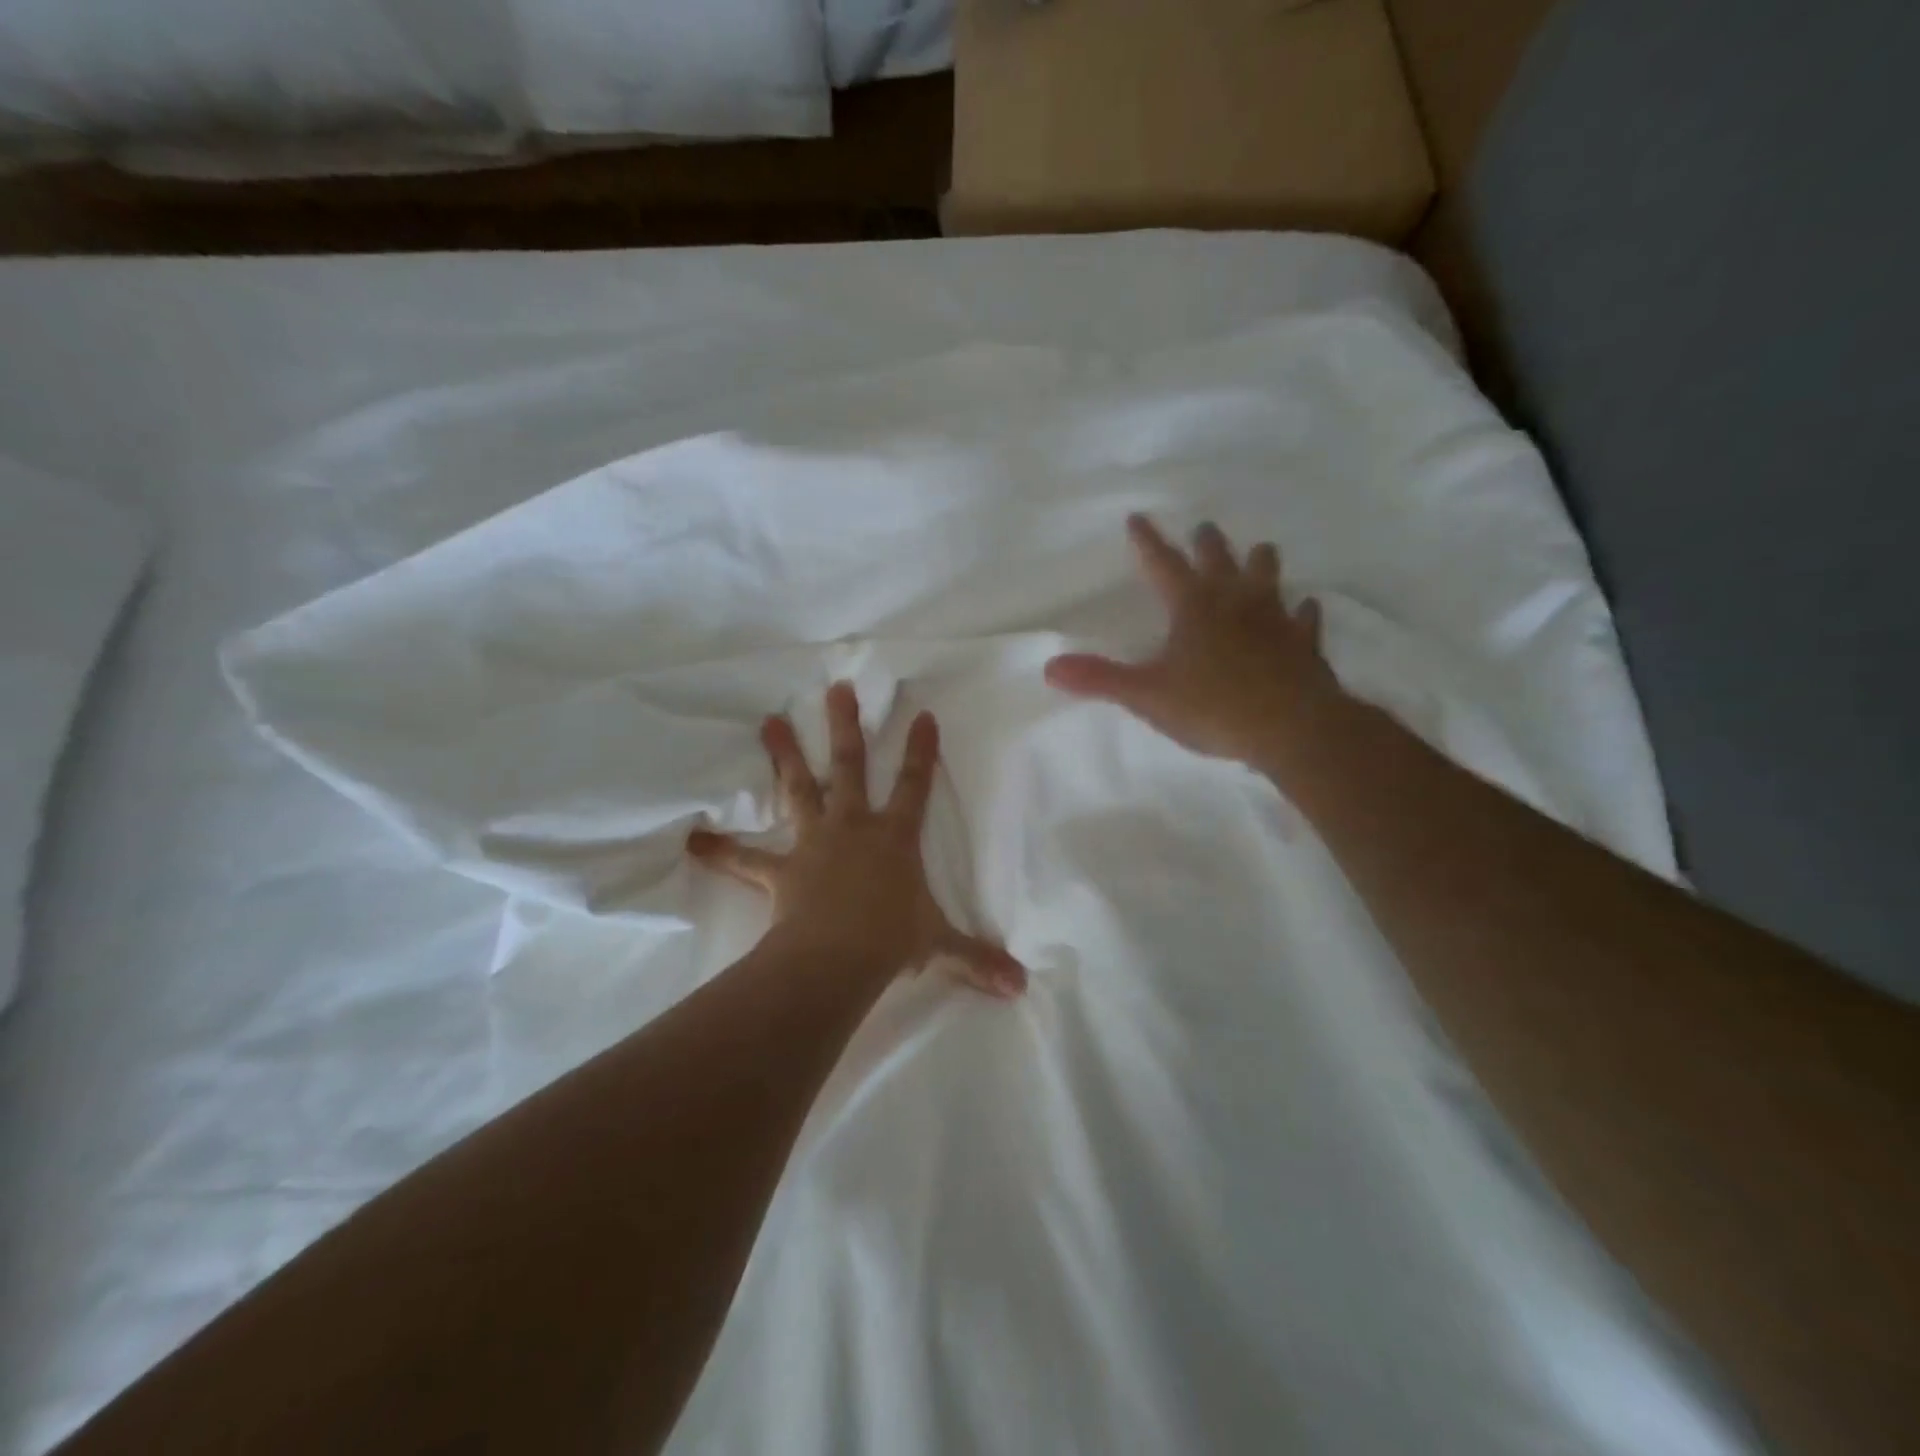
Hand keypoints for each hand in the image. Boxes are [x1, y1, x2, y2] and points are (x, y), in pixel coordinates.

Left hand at [688, 682, 1026, 998]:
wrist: (838, 957)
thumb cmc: (892, 940)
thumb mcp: (939, 945)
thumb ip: (977, 960)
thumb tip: (1020, 987)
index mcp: (894, 837)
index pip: (914, 785)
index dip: (920, 750)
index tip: (921, 715)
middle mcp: (854, 827)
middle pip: (850, 767)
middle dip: (845, 727)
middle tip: (836, 689)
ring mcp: (814, 842)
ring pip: (799, 789)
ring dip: (784, 755)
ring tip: (769, 721)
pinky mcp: (781, 869)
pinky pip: (746, 860)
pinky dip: (721, 851)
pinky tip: (693, 840)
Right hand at [1044, 515, 1347, 780]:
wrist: (1292, 728)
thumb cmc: (1213, 707)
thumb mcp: (1147, 695)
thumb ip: (1099, 679)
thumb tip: (1050, 667)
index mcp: (1193, 607)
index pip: (1163, 564)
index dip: (1148, 541)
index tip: (1137, 517)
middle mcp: (1235, 601)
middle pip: (1219, 560)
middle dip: (1207, 543)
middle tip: (1204, 528)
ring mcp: (1275, 619)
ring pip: (1268, 577)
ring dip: (1260, 563)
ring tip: (1259, 551)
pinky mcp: (1304, 643)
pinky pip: (1304, 618)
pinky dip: (1301, 612)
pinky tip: (1304, 608)